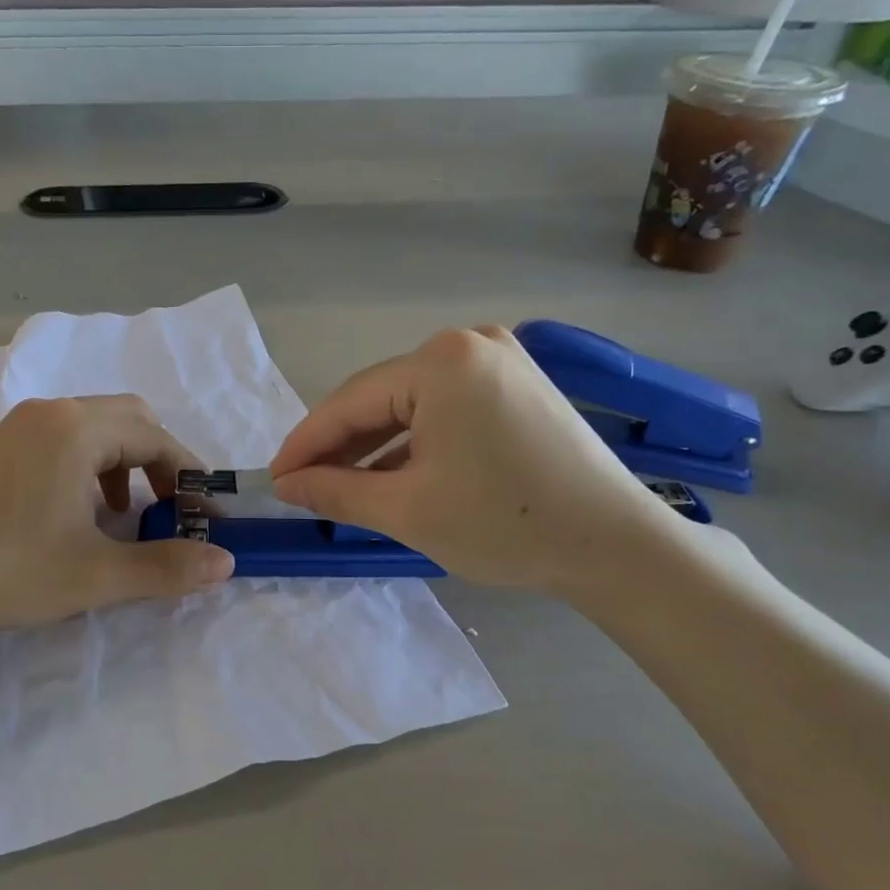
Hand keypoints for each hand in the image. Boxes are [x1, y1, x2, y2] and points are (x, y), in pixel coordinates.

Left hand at [0, 395, 233, 631]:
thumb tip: (226, 562)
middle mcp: (52, 412)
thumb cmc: (6, 568)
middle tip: (168, 508)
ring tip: (122, 514)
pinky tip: (76, 510)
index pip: (157, 438)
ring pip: (95, 427)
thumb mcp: (96, 574)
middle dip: (159, 462)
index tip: (206, 515)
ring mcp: (19, 424)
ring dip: (123, 462)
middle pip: (129, 420)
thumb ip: (166, 567)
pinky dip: (89, 463)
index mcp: (79, 429)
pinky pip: (63, 437)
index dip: (190, 476)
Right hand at [268, 327, 683, 596]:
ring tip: (343, 488)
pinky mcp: (516, 382)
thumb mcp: (407, 511)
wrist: (616, 546)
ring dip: (375, 447)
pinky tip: (394, 475)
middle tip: (304, 487)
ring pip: (411, 404)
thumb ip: (336, 491)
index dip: (305, 444)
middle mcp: (469, 343)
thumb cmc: (505, 525)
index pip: (349, 402)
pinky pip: (444, 408)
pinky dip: (415, 441)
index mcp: (441, 362)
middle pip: (380, 398)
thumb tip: (285, 484)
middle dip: (340, 446)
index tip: (274, 479)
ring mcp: (499, 359)